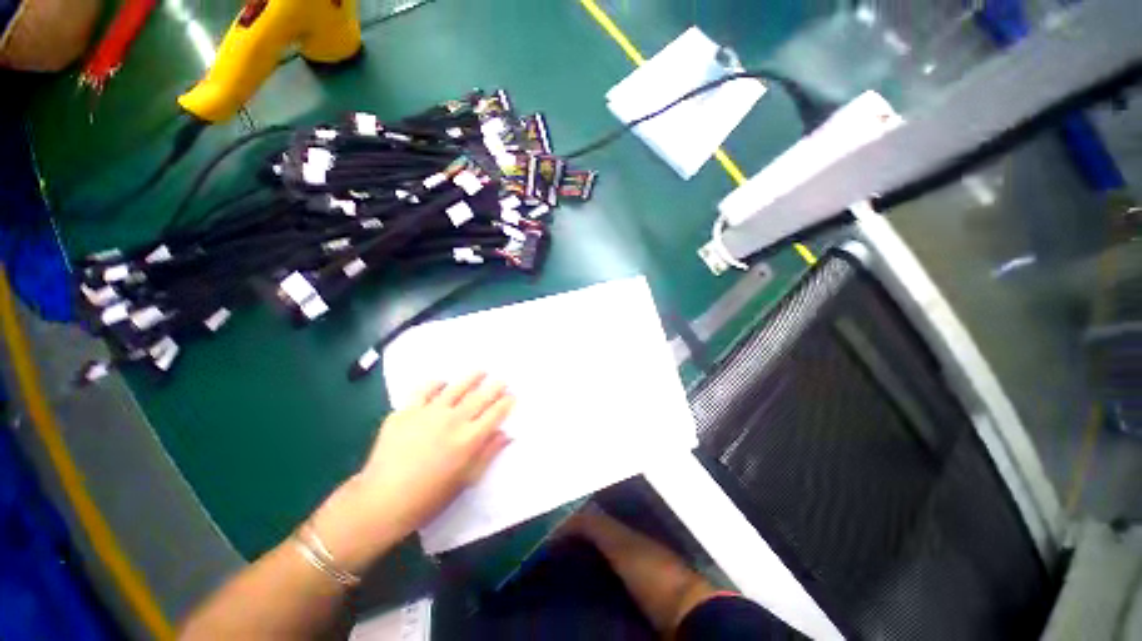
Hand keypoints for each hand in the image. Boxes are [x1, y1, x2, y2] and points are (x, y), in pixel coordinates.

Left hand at [312, 373, 513, 570]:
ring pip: (456, 388)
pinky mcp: (406, 411)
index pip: (495, 413)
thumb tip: (507, 434)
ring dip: (471, 378)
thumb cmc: (428, 497)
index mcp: (469, 439)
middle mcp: (452, 420)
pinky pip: (424, 390)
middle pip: (480, 397)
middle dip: (495, 387)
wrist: (380, 501)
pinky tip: (442, 383)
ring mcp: (428, 412)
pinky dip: (436, 384)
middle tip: (502, 380)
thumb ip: (488, 453)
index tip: (512, 396)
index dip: (506, 402)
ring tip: (481, 371)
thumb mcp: (465, 480)